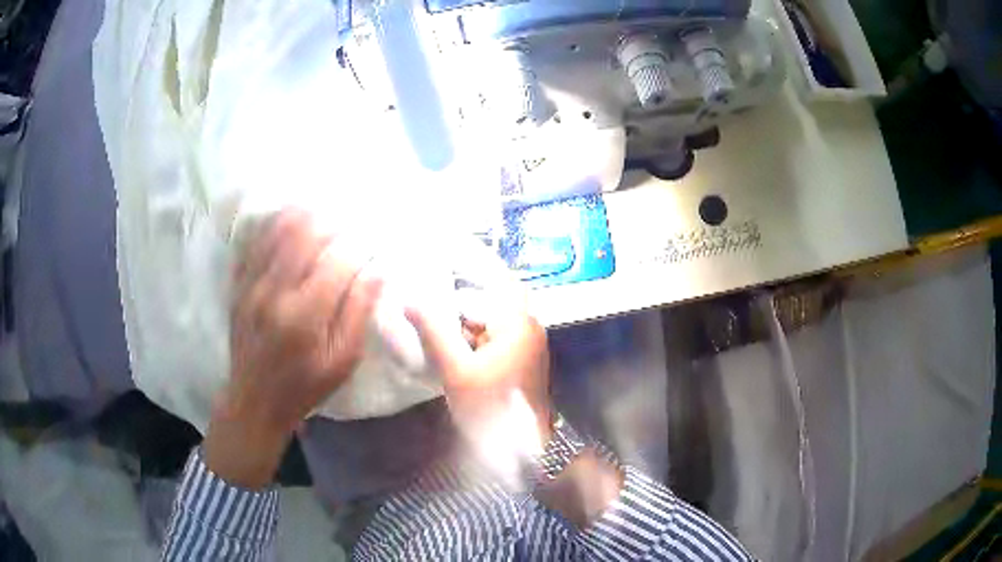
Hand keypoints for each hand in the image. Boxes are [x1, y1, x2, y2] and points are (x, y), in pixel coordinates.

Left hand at [206, 209, 381, 487]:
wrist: (254, 400)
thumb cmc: (305, 386)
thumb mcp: (342, 361)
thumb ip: (358, 313)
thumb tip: (377, 270)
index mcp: (305, 316)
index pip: (337, 261)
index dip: (358, 245)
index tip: (372, 240)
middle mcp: (274, 292)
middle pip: (304, 235)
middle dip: (331, 221)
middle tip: (348, 217)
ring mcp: (251, 285)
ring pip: (276, 231)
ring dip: (302, 214)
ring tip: (322, 209)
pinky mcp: (239, 285)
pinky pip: (255, 243)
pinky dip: (274, 226)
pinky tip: (289, 220)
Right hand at [405, 283, 552, 480]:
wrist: (524, 448)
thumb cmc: (493, 408)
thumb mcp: (457, 370)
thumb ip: (434, 332)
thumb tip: (410, 298)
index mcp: (518, 322)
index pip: (494, 279)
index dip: (468, 270)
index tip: (439, 265)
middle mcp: (528, 327)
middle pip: (490, 300)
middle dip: (459, 302)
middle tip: (427, 301)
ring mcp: (527, 344)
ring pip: (491, 320)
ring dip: (466, 322)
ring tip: (435, 325)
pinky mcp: (522, 360)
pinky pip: (495, 338)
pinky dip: (475, 339)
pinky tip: (453, 349)